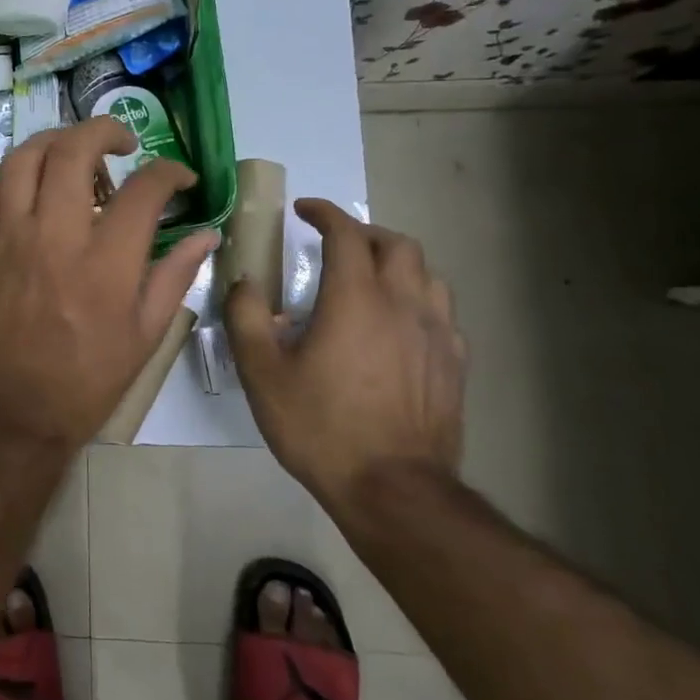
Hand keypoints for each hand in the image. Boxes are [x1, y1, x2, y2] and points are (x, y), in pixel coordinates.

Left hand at [0, 116, 219, 451]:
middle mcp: (55, 238)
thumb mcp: (146, 336)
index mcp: (106, 264)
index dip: (170, 171)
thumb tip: (208, 234)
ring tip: (72, 154)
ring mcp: (9, 239)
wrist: (15, 411)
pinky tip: (26, 190)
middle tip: (122, 143)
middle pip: (73, 151)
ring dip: (52, 142)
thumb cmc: (88, 380)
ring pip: (22, 159)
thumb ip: (175, 275)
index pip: (144, 189)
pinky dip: (7, 178)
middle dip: (105, 130)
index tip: (179, 178)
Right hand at [227, 198, 466, 523]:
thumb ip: (247, 318)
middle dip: (363, 232)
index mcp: (356, 298)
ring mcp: (437, 334)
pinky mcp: (454, 364)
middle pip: (396, 244)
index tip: (304, 209)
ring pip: (427, 274)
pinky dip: (417, 299)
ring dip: (396, 262)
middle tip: (335, 243)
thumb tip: (245, 283)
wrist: (393, 490)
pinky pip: (441, 312)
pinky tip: (399, 324)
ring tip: (370, 277)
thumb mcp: (262, 373)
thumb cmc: (321, 426)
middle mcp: (403, 304)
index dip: (324, 213)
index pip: (345, 234)